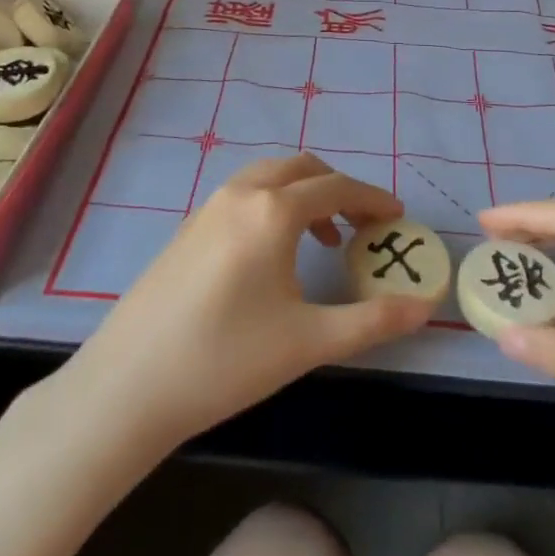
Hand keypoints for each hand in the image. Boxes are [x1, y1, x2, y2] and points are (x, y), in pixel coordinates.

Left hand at [67, 153, 435, 449]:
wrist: (128, 386)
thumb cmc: (226, 360)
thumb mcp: (309, 342)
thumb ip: (373, 321)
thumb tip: (426, 307)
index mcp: (273, 210)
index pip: (338, 187)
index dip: (374, 199)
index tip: (399, 217)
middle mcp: (241, 193)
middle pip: (303, 169)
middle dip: (340, 189)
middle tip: (365, 227)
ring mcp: (208, 207)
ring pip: (270, 178)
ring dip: (305, 194)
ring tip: (324, 239)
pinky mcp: (188, 228)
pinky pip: (244, 195)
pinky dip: (273, 205)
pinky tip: (274, 254)